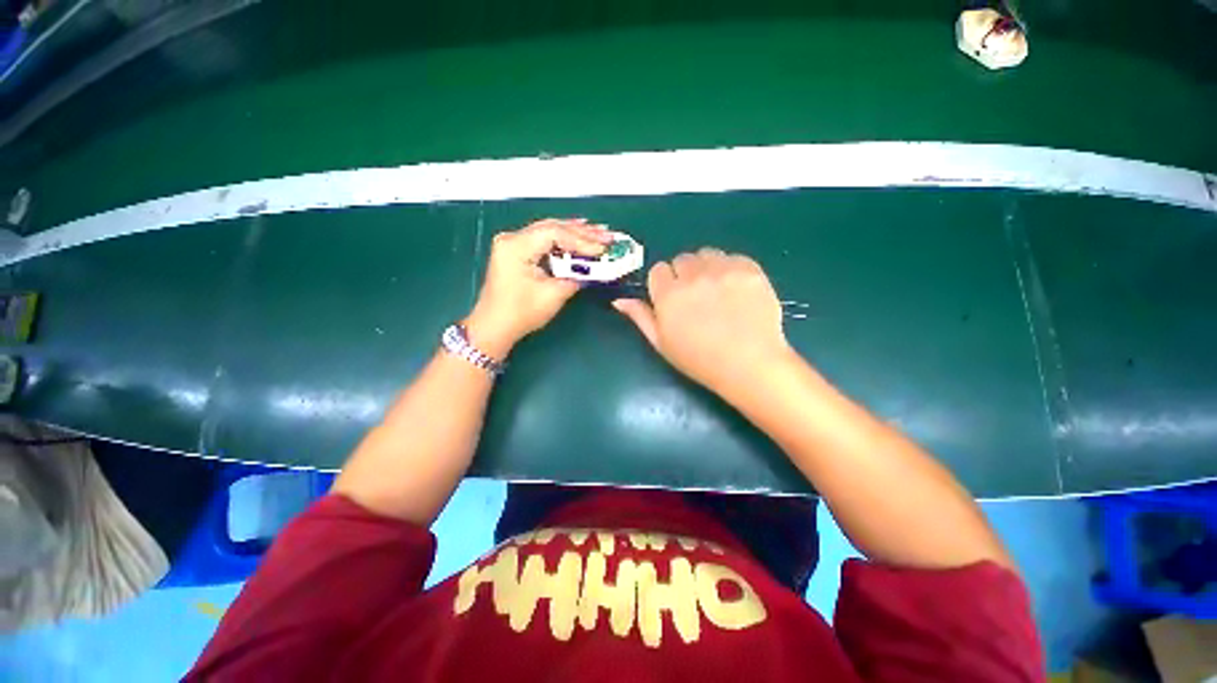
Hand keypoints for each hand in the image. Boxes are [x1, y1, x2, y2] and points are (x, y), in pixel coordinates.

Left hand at [467, 218, 611, 357]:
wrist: (494, 327)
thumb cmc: (521, 313)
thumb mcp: (553, 295)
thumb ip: (575, 277)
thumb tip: (593, 268)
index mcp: (516, 246)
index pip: (555, 233)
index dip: (582, 241)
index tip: (603, 249)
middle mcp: (512, 238)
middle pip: (552, 227)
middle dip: (582, 232)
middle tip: (607, 235)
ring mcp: (513, 243)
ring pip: (549, 231)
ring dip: (574, 233)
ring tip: (599, 233)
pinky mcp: (516, 251)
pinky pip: (543, 240)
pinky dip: (563, 241)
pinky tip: (579, 236)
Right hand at [613, 248, 790, 396]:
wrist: (749, 365)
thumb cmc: (699, 359)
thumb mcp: (662, 343)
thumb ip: (640, 317)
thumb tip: (619, 300)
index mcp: (669, 295)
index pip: (658, 270)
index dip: (665, 284)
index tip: (674, 300)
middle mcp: (694, 276)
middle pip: (682, 259)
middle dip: (685, 275)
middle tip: (697, 298)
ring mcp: (724, 271)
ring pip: (707, 254)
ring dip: (707, 267)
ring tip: (718, 291)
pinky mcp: (750, 270)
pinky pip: (733, 257)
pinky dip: (731, 269)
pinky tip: (737, 290)